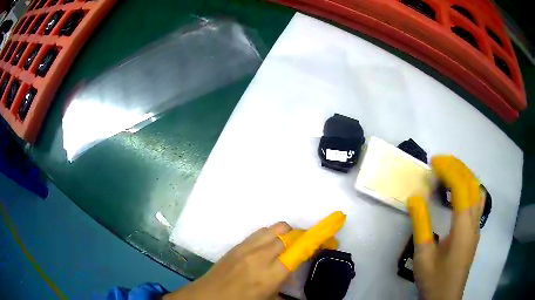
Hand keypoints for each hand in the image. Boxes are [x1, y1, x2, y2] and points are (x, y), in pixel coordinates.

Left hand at [165, 212, 344, 299]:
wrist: (205, 298)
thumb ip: (286, 289)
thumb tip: (297, 282)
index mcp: (270, 275)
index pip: (300, 249)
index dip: (319, 236)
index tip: (333, 229)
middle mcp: (259, 256)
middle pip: (288, 233)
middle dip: (303, 236)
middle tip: (308, 247)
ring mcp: (245, 248)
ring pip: (274, 229)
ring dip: (286, 234)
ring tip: (289, 248)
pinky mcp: (236, 246)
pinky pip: (259, 232)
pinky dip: (271, 235)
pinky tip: (269, 249)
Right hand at [407, 156, 484, 299]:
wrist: (446, 298)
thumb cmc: (434, 279)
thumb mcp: (423, 255)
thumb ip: (421, 225)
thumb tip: (415, 198)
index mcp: (463, 227)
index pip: (461, 188)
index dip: (448, 170)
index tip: (433, 162)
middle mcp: (474, 221)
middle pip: (472, 183)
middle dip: (457, 166)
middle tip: (439, 161)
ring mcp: (477, 225)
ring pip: (477, 189)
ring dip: (464, 174)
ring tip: (448, 170)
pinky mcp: (475, 230)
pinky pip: (477, 199)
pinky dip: (469, 186)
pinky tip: (459, 191)